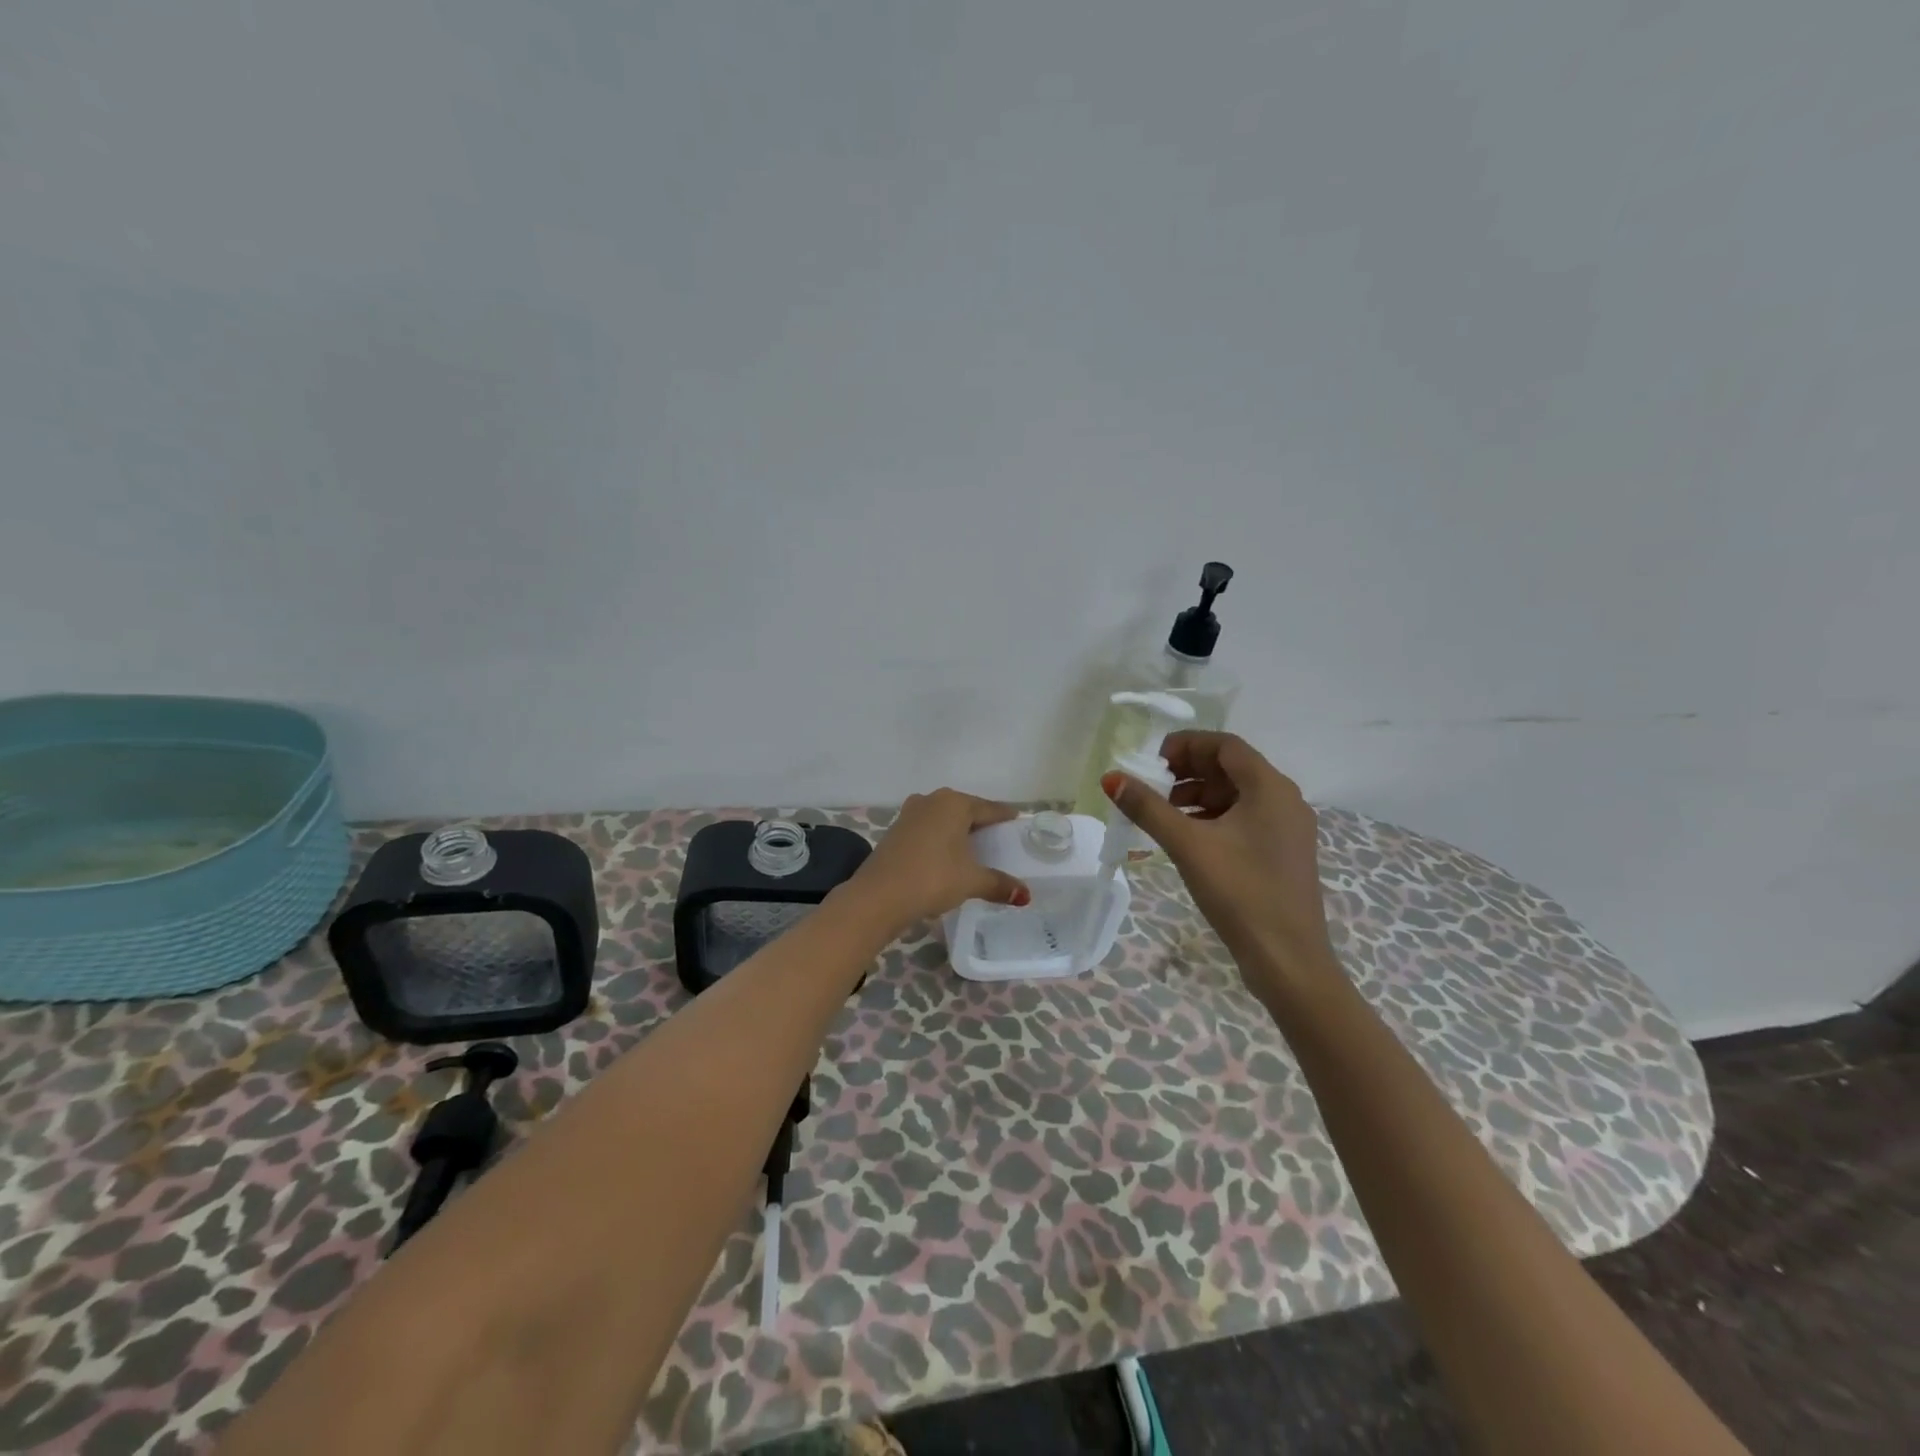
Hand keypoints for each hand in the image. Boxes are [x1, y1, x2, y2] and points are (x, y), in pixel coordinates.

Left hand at [848, 789, 1031, 935]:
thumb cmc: (932, 878)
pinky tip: (945, 855)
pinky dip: (939, 839)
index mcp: (954, 803)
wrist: (879, 895)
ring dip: (957, 830)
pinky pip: (927, 830)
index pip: (988, 808)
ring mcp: (909, 814)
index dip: (1004, 816)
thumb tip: (1025, 895)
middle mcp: (931, 800)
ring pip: (943, 818)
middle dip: (980, 822)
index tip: (1016, 820)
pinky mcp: (895, 830)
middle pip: (965, 809)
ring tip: (972, 847)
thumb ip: (999, 884)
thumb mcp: (971, 881)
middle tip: (997, 837)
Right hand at [1102, 732, 1336, 991]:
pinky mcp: (1283, 853)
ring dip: (1199, 795)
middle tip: (1152, 785)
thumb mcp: (1188, 845)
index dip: (1186, 745)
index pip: (1225, 745)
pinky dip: (1214, 817)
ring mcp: (1288, 828)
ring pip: (1238, 794)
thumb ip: (1148, 808)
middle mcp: (1285, 799)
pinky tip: (1188, 837)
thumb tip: (1112, 777)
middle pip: (1232, 767)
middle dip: (1189, 770)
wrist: (1288, 959)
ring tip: (1164, 812)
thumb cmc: (1240, 892)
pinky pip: (1245, 818)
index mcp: (1270, 787)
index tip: (1151, 760)